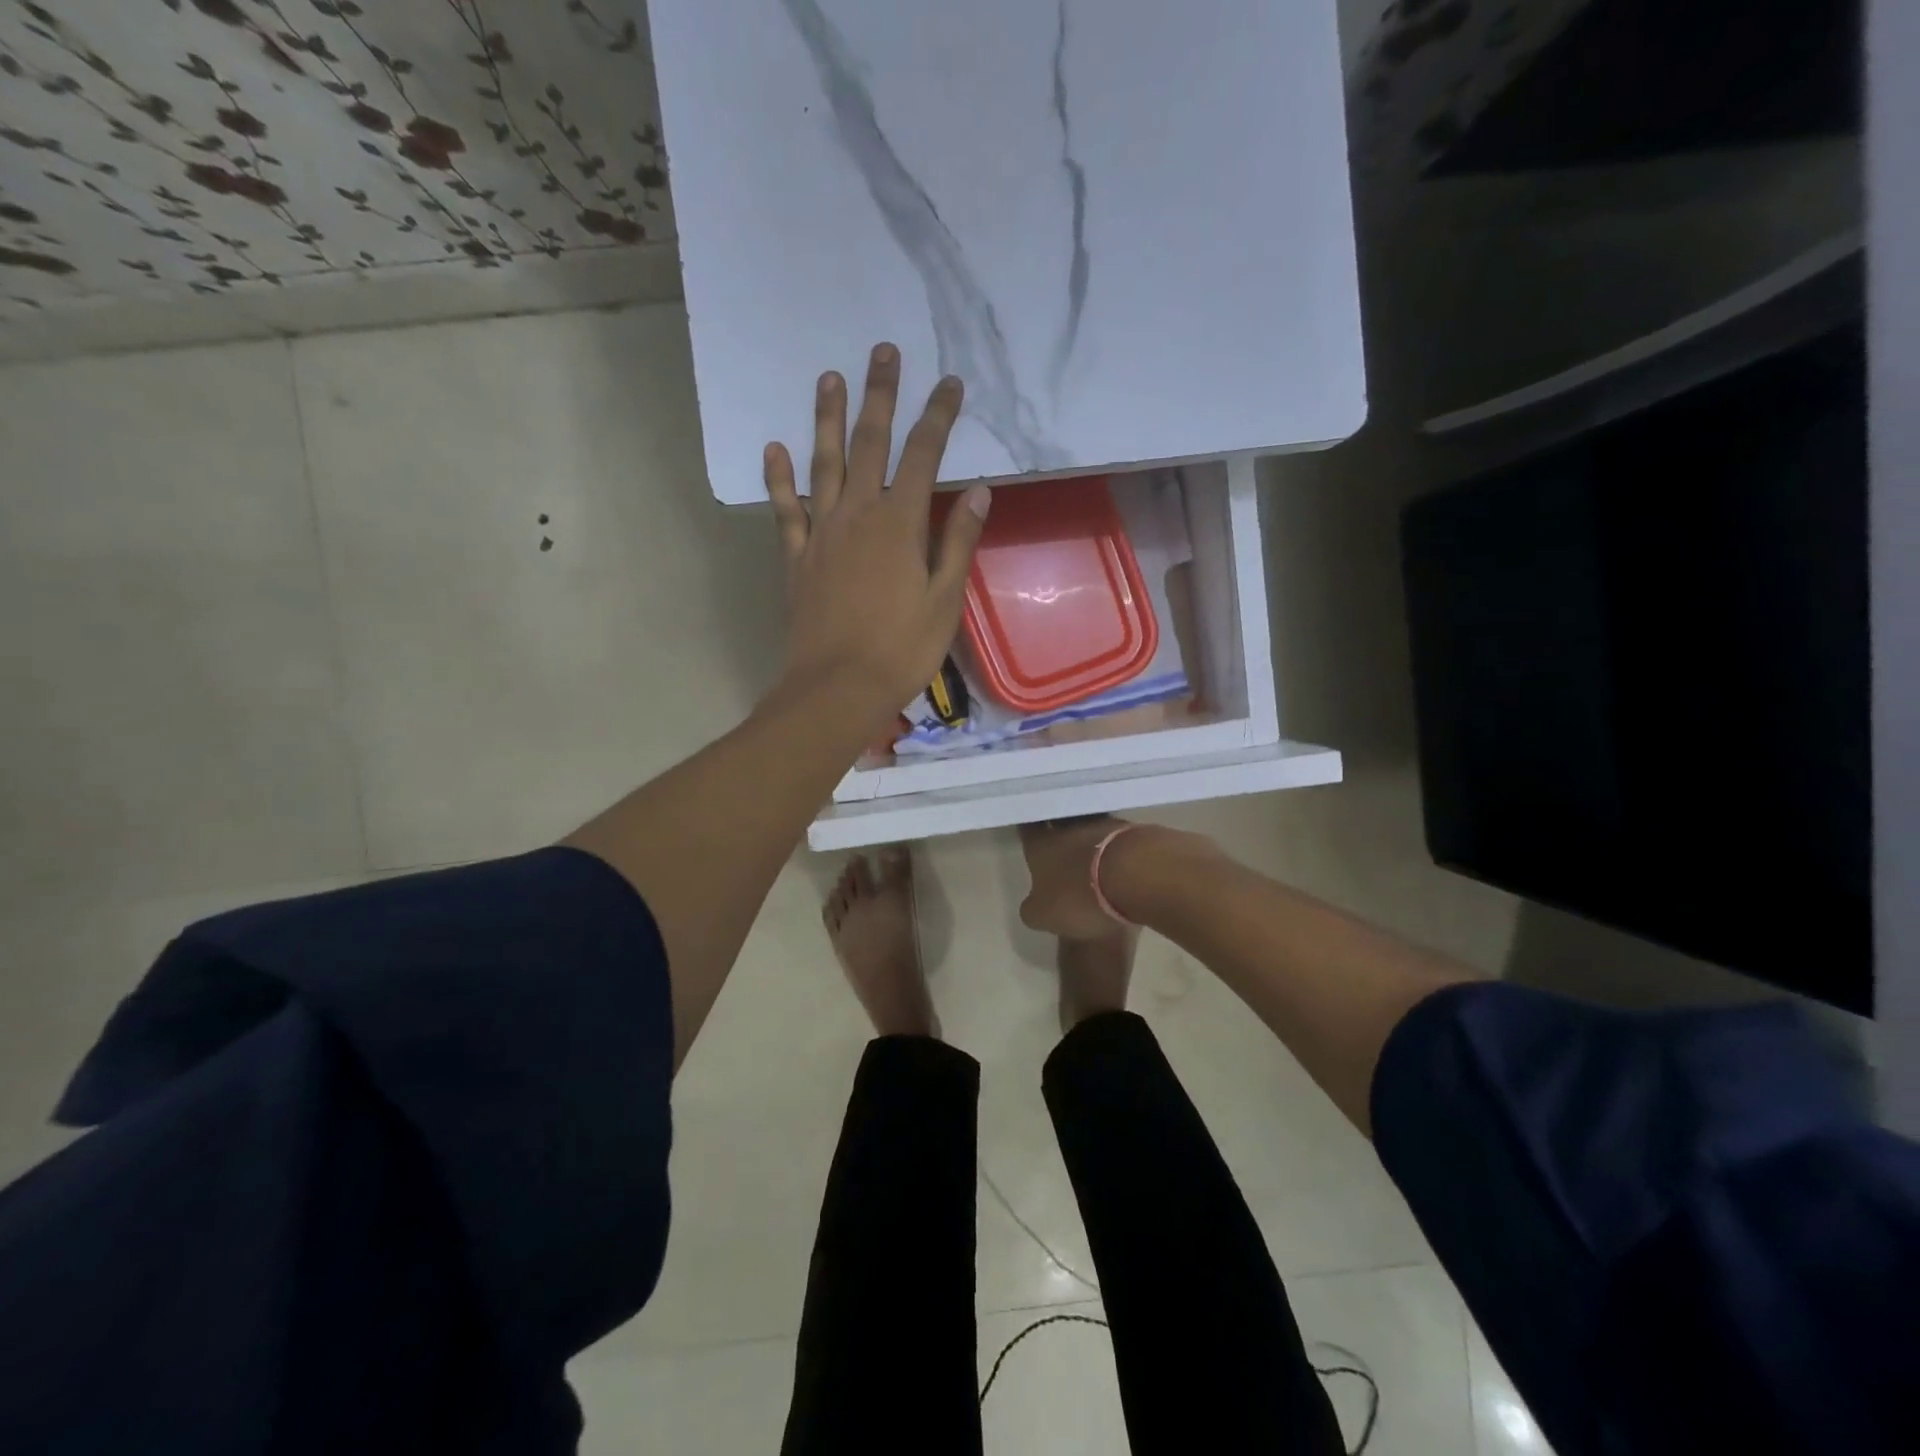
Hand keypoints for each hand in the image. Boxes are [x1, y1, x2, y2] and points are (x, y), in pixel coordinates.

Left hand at [765, 343, 991, 725]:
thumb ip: (958, 541)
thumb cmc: (902, 649)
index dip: (938, 416)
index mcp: (900, 524)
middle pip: (870, 444)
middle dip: (880, 396)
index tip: (949, 383)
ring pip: (824, 464)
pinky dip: (779, 478)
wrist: (838, 687)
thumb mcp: (945, 599)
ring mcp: (821, 534)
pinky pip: (786, 510)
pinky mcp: (797, 558)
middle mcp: (857, 515)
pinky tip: (775, 449)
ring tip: (830, 378)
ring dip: (828, 419)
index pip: (924, 456)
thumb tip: (980, 491)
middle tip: (882, 352)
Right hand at [1018, 817, 1135, 940]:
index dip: (1027, 832)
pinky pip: (1117, 840)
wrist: (1136, 874)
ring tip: (1094, 863)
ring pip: (1090, 829)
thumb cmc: (1080, 895)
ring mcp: (1103, 825)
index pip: (1027, 830)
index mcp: (1041, 845)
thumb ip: (1034, 909)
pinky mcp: (1133, 832)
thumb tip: (1033, 906)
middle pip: (1060, 825)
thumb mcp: (1044, 915)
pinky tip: (1120, 867)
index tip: (1028, 835)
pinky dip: (1116, 851)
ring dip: (1090, 842)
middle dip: (1059, 835)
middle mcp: (1068, 828)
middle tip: (1060, 851)